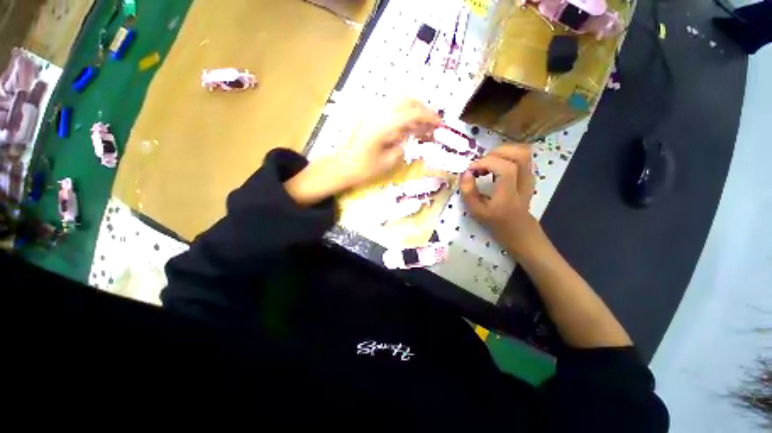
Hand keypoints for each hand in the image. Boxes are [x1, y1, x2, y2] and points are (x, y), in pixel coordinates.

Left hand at [285, 99, 439, 205]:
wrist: (340, 167)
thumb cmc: (364, 169)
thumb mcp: (389, 162)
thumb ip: (404, 144)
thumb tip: (414, 134)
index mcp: (385, 123)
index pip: (413, 112)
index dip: (430, 116)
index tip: (440, 125)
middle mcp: (379, 112)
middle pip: (407, 100)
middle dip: (423, 109)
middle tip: (432, 124)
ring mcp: (372, 112)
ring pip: (398, 101)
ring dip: (413, 109)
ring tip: (421, 124)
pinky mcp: (368, 116)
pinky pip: (390, 108)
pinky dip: (402, 113)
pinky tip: (406, 125)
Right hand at [460, 144, 541, 258]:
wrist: (517, 227)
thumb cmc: (495, 220)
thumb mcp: (476, 211)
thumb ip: (468, 192)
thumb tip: (465, 172)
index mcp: (509, 195)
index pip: (505, 169)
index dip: (486, 163)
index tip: (471, 169)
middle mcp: (524, 182)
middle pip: (519, 154)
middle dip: (496, 153)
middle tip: (481, 164)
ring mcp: (529, 176)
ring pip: (522, 151)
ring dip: (502, 151)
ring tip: (487, 163)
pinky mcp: (529, 173)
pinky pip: (521, 155)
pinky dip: (506, 155)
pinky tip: (495, 165)